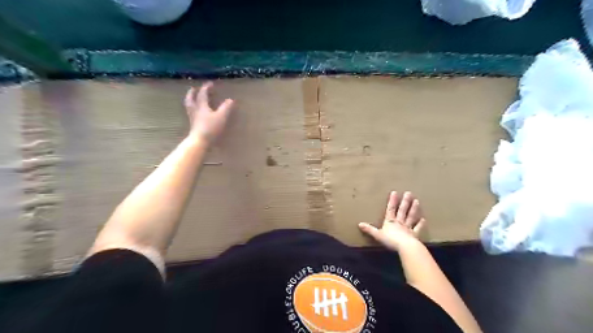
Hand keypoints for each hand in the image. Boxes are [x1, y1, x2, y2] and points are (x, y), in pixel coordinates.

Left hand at [183, 82, 233, 144]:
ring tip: (192, 99)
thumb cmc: (211, 128)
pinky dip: (192, 109)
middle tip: (194, 88)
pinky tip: (196, 113)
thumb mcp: (221, 117)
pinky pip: (191, 113)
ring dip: (190, 100)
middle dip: (192, 93)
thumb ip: (226, 107)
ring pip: (189, 106)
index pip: (203, 94)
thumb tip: (230, 99)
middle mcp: (195, 110)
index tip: (210, 83)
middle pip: (191, 99)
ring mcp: (193, 118)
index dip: (206, 88)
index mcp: (201, 106)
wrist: (200, 141)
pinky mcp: (193, 125)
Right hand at [359, 191, 423, 249]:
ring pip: (410, 216)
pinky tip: (423, 219)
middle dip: (404, 202)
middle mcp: (399, 222)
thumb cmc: (390, 240)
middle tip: (408, 193)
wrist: (405, 247)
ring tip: (416, 201)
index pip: (390, 209)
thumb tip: (359, 224)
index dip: (392, 201)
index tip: (395, 192)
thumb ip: (369, 229)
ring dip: (413, 209)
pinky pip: (417, 228)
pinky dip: (420, 224)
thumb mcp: (377, 235)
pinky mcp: (414, 235)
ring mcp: (407, 228)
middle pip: (402, 210)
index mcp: (390, 221)